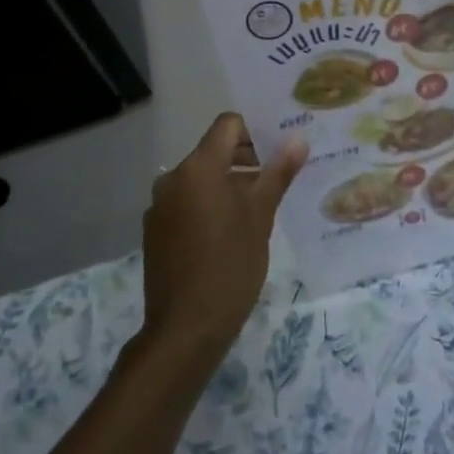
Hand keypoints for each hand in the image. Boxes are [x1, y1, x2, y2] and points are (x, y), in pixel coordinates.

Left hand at [141, 114, 305, 357]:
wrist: (185, 328)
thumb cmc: (230, 265)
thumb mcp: (261, 217)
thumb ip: (278, 173)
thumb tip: (297, 140)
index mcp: (198, 168)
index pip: (228, 125)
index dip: (255, 130)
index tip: (280, 149)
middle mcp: (173, 178)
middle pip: (213, 151)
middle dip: (246, 159)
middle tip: (278, 177)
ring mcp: (160, 206)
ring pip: (201, 179)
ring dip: (229, 183)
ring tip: (259, 207)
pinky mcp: (156, 231)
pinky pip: (187, 203)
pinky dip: (209, 205)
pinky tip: (230, 232)